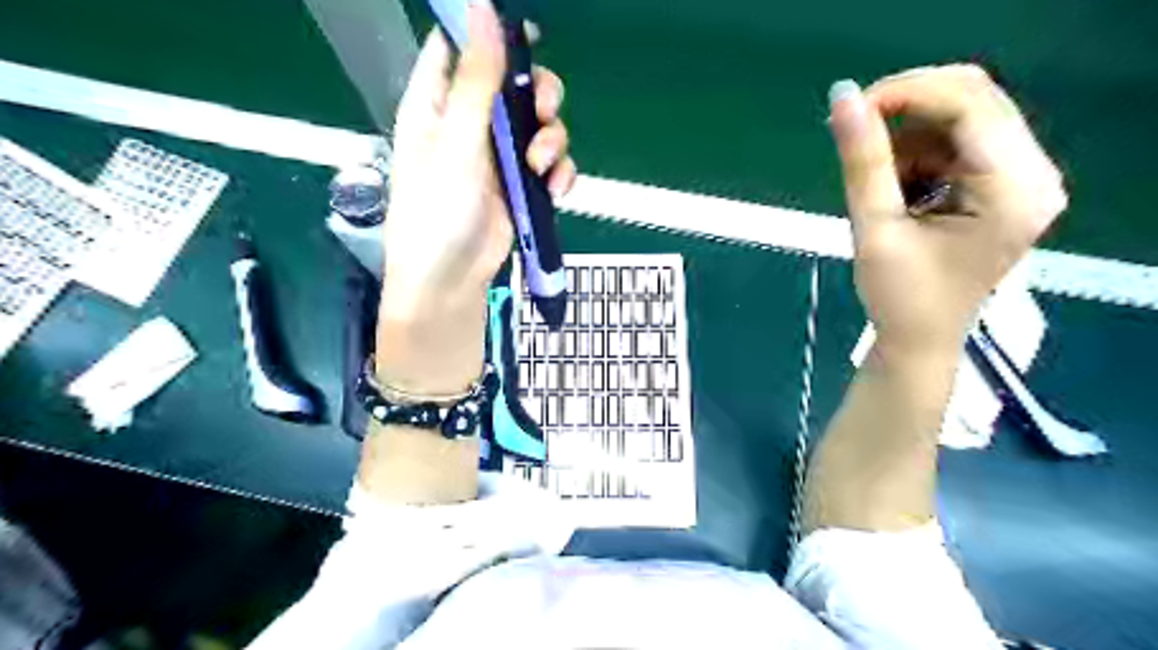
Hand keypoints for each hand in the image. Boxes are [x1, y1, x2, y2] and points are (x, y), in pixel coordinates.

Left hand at [377, 2, 575, 396]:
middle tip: (544, 112)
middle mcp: (468, 125)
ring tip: (540, 168)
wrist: (450, 281)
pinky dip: (558, 173)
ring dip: (551, 142)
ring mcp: (497, 158)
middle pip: (513, 85)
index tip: (525, 35)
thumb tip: (482, 7)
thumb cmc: (438, 210)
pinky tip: (554, 189)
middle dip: (537, 96)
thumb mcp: (456, 142)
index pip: (458, 49)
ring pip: (539, 127)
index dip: (489, 35)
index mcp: (436, 104)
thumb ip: (476, 80)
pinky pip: (550, 165)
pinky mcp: (520, 187)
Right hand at [833, 66, 1065, 356]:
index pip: (969, 105)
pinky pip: (959, 142)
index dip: (906, 93)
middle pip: (974, 101)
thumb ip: (862, 162)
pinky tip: (899, 189)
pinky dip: (919, 154)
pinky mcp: (1004, 185)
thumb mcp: (874, 228)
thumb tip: (841, 97)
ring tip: (878, 183)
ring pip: (962, 118)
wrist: (919, 339)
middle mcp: (1034, 174)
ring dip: (910, 137)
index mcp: (1013, 189)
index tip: (850, 109)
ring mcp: (1023, 178)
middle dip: (906, 108)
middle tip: (855, 130)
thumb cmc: (899, 297)